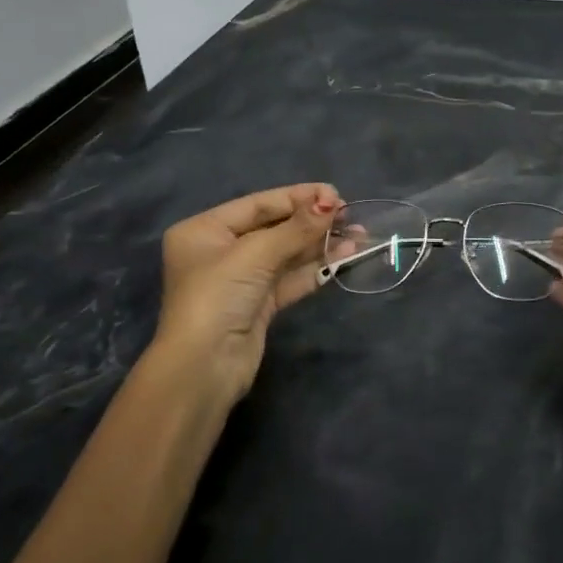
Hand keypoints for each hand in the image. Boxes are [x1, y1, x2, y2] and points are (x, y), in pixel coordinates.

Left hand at [153, 183, 342, 398]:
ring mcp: (241, 279)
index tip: (335, 194)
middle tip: (350, 215)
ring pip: (287, 254)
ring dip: (321, 244)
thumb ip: (296, 228)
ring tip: (359, 235)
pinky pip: (291, 278)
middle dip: (313, 222)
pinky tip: (344, 257)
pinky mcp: (259, 304)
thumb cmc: (218, 297)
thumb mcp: (255, 254)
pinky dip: (316, 268)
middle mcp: (221, 251)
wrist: (203, 369)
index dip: (298, 197)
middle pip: (275, 228)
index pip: (259, 204)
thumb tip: (331, 202)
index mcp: (205, 230)